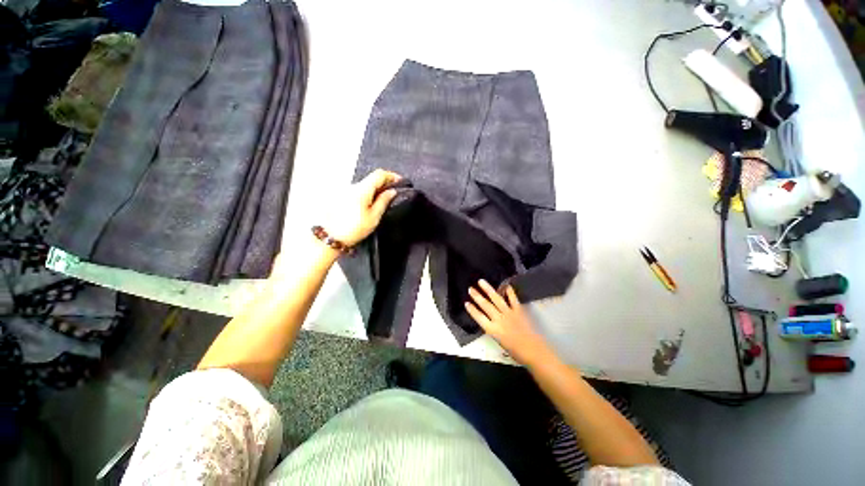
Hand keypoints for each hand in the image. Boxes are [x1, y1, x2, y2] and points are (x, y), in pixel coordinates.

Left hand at [322, 169, 400, 246]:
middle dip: (384, 183)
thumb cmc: (354, 229)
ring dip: (375, 189)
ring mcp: (345, 191)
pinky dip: (367, 194)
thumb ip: (384, 201)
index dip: (391, 175)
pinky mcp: (341, 197)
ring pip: (364, 185)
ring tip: (383, 201)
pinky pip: (358, 191)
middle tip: (393, 192)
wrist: (330, 236)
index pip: (379, 174)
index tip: (400, 181)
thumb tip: (392, 191)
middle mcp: (353, 186)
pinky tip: (370, 205)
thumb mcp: (374, 216)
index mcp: (362, 189)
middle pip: (371, 179)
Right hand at [465, 280, 552, 366]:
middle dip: (477, 296)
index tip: (466, 303)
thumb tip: (490, 321)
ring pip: (496, 299)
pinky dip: (509, 291)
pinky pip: (513, 299)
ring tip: (481, 281)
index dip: (472, 310)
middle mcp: (499, 319)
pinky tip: (505, 285)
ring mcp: (509, 313)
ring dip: (488, 289)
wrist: (533, 351)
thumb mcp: (499, 341)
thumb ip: (494, 329)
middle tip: (470, 289)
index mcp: (492, 329)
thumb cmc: (516, 351)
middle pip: (485, 305)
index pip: (479, 317)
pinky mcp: (518, 310)